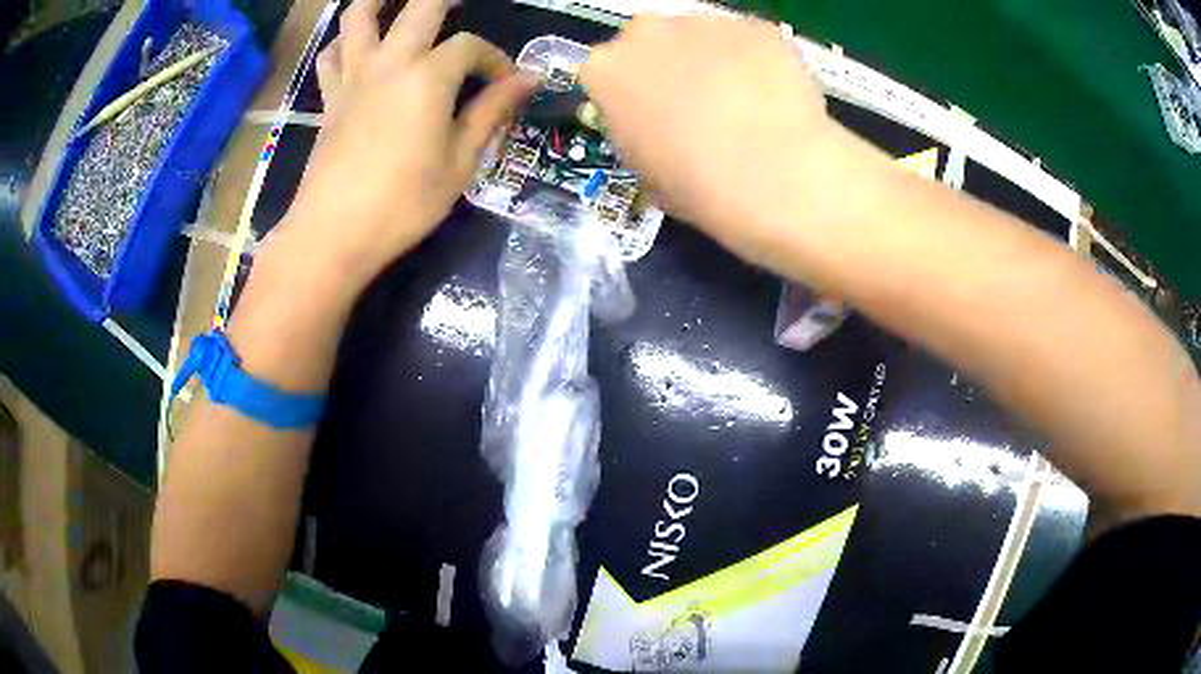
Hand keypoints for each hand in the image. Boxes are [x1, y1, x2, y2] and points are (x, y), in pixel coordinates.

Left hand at [268, 0, 537, 293]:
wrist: (334, 233)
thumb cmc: (404, 202)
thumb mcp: (461, 160)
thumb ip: (493, 110)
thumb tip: (531, 77)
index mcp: (428, 76)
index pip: (470, 46)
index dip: (495, 59)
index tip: (507, 83)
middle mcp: (389, 62)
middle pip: (419, 8)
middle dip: (445, 0)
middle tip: (462, 3)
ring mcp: (353, 77)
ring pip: (359, 17)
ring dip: (380, 2)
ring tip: (397, 3)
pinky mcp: (329, 98)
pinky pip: (331, 56)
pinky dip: (343, 42)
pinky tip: (356, 47)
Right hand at [581, 16, 866, 269]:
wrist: (778, 179)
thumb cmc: (699, 188)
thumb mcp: (644, 172)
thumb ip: (639, 132)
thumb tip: (657, 127)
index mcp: (605, 69)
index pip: (606, 73)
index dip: (630, 97)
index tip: (650, 117)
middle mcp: (647, 31)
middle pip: (650, 42)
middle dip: (667, 67)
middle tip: (696, 106)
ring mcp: (704, 22)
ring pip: (702, 38)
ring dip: (713, 61)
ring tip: (743, 105)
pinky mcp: (756, 26)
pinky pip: (749, 42)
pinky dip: (756, 63)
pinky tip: (773, 98)